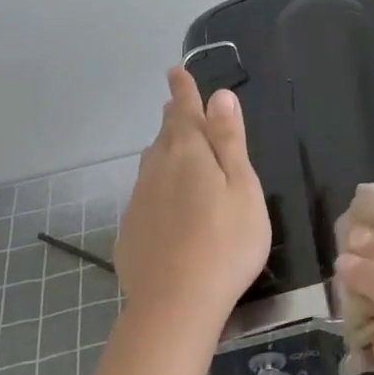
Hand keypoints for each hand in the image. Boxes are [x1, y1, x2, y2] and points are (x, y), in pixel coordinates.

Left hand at [113, 67, 268, 337]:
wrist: (175, 304)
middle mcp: (157, 169)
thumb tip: (220, 96)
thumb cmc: (226, 243)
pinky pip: (145, 193)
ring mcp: (139, 200)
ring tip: (172, 143)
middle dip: (173, 116)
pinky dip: (157, 183)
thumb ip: (229, 141)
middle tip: (177, 104)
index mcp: (188, 154)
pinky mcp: (131, 229)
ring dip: (163, 148)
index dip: (183, 90)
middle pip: (165, 135)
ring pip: (152, 163)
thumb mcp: (242, 188)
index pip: (184, 111)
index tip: (176, 70)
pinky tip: (165, 200)